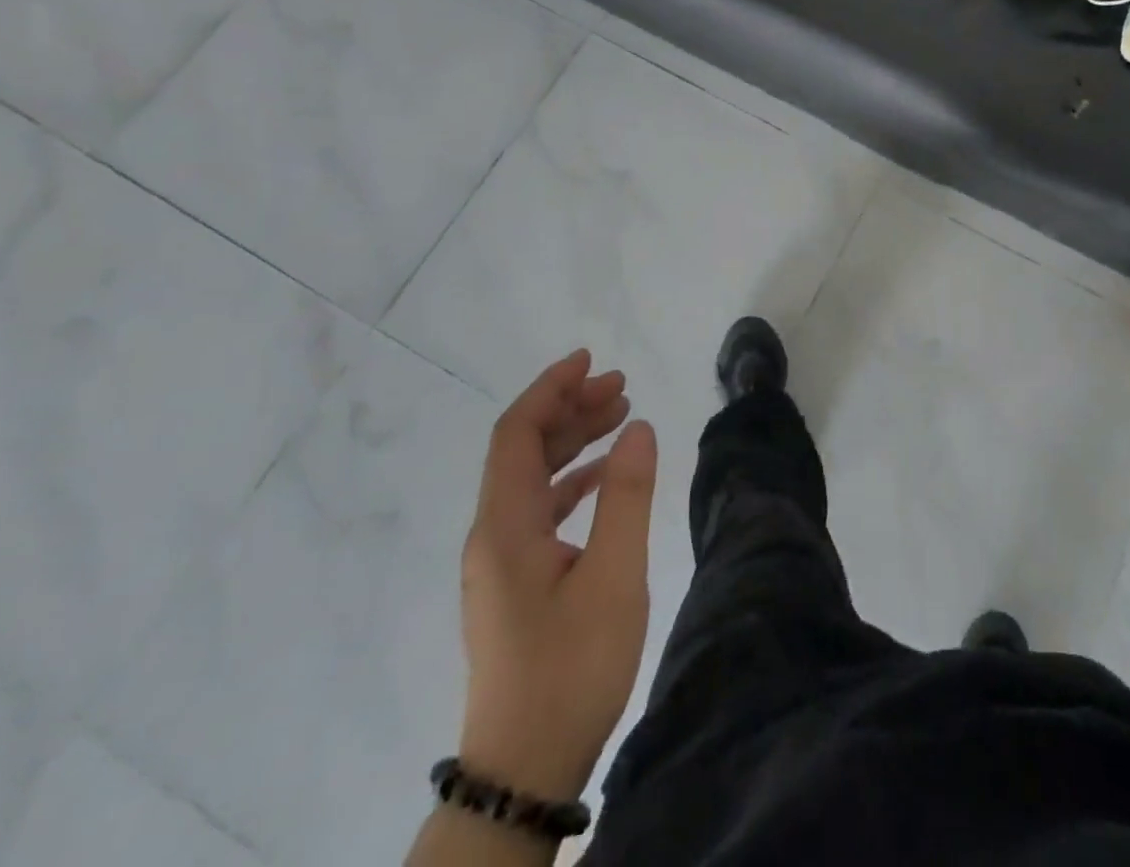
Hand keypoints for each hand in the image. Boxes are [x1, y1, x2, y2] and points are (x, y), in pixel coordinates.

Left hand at [458, 351, 657, 800]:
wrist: (524, 768)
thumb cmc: (571, 666)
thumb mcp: (613, 576)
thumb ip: (626, 496)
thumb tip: (637, 426)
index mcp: (505, 526)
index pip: (517, 433)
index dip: (550, 388)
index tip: (590, 359)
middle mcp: (492, 535)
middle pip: (523, 449)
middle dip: (569, 408)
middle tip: (621, 385)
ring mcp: (501, 562)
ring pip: (532, 478)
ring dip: (572, 441)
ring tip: (620, 416)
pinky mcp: (515, 583)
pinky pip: (539, 509)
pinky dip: (571, 479)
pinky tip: (603, 476)